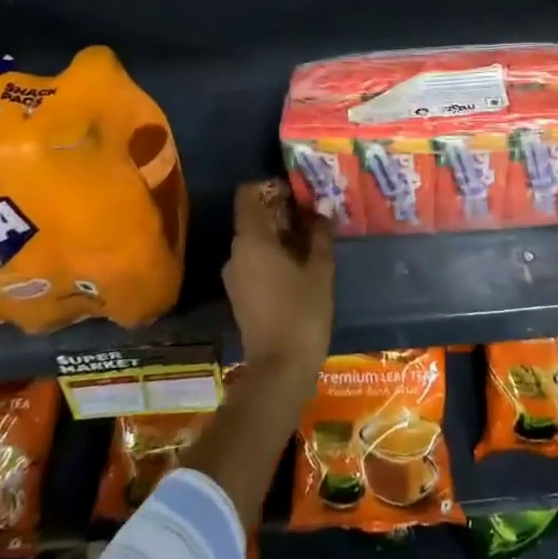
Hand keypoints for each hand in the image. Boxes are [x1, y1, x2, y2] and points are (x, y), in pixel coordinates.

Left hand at [225, 180, 334, 388]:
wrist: (279, 371)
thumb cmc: (302, 313)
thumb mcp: (320, 270)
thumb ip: (320, 235)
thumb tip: (322, 209)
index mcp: (251, 241)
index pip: (247, 195)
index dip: (269, 187)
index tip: (296, 190)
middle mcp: (236, 254)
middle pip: (253, 218)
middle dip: (281, 211)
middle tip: (314, 212)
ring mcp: (235, 276)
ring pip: (255, 242)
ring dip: (280, 235)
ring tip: (313, 238)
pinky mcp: (240, 295)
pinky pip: (255, 262)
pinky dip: (274, 256)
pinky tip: (301, 264)